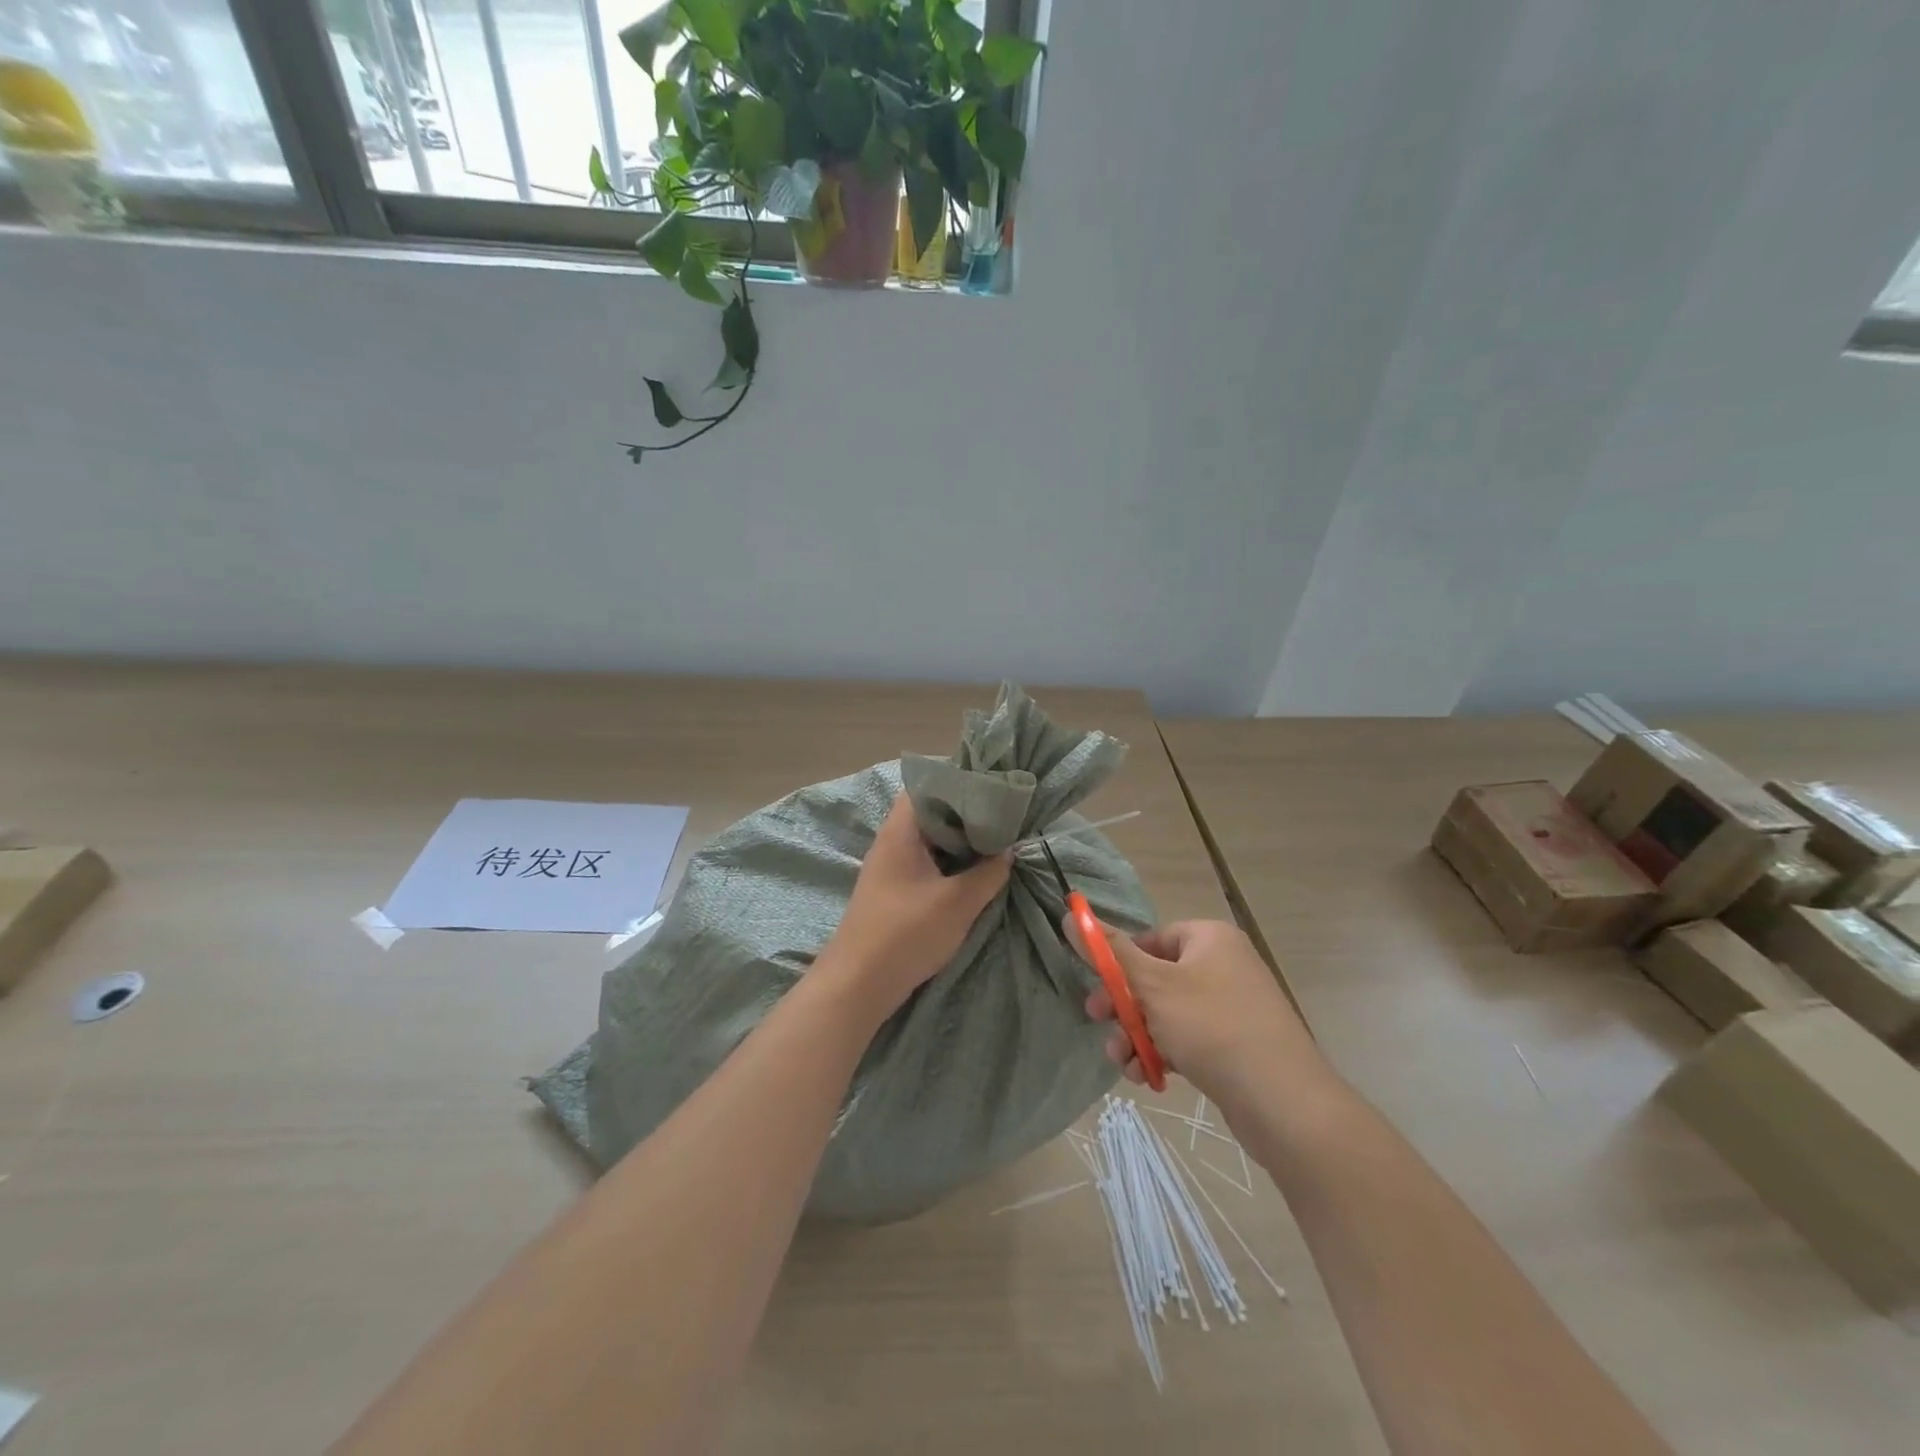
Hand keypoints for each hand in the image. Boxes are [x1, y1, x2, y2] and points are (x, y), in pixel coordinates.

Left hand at [822, 795, 1010, 1015]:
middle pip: (932, 812)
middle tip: (1005, 817)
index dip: (962, 783)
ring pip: (931, 840)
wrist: (857, 985)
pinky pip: (927, 862)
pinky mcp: (894, 889)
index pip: (929, 785)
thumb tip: (1008, 849)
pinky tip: (975, 873)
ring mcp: (891, 866)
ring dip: (960, 841)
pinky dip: (950, 862)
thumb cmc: (905, 934)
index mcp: (901, 830)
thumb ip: (989, 872)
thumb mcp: (958, 903)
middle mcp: (892, 840)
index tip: (996, 790)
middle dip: (968, 814)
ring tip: (997, 842)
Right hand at [1069, 917, 1318, 1099]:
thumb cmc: (1211, 1027)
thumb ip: (1110, 953)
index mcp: (1210, 939)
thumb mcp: (1152, 985)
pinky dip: (1163, 1052)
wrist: (1283, 1102)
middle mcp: (1224, 965)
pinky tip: (1146, 1076)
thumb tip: (1071, 915)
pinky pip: (1188, 1039)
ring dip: (1137, 1035)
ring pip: (1168, 1013)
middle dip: (1124, 1006)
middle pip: (1156, 977)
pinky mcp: (1237, 1045)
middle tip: (1097, 1023)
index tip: (1099, 988)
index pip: (1152, 938)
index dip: (1121, 963)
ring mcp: (1233, 1007)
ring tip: (1122, 1062)